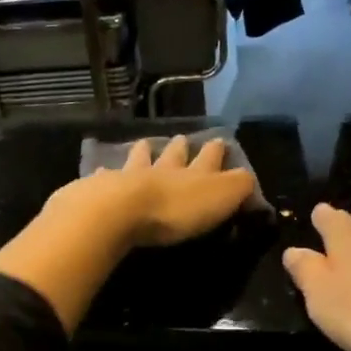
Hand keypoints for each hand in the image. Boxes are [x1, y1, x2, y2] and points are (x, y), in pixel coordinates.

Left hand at [49, 135, 257, 247]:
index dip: (216, 151)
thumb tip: (249, 178)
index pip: (211, 158)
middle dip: (181, 148)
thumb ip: (239, 187)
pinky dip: (105, 173)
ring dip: (144, 152)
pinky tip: (100, 170)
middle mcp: (163, 169)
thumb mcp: (221, 197)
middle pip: (174, 155)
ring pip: (140, 159)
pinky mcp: (102, 189)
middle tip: (182, 139)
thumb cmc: (176, 209)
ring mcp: (130, 176)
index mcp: (195, 173)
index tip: (220, 141)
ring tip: (144, 144)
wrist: (121, 211)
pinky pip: (105, 177)